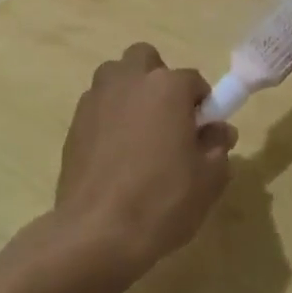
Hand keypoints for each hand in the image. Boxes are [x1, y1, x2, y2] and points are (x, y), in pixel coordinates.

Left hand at [52, 43, 237, 284]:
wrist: (97, 232)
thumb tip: (218, 130)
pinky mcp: (73, 123)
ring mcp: (96, 99)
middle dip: (158, 79)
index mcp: (167, 87)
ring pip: (115, 77)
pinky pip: (97, 106)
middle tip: (167, 119)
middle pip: (145, 59)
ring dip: (129, 93)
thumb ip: (217, 146)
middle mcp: (128, 81)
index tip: (202, 132)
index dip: (202, 105)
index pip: (193, 80)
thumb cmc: (162, 201)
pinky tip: (115, 154)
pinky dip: (108, 117)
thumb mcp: (209, 178)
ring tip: (138, 134)